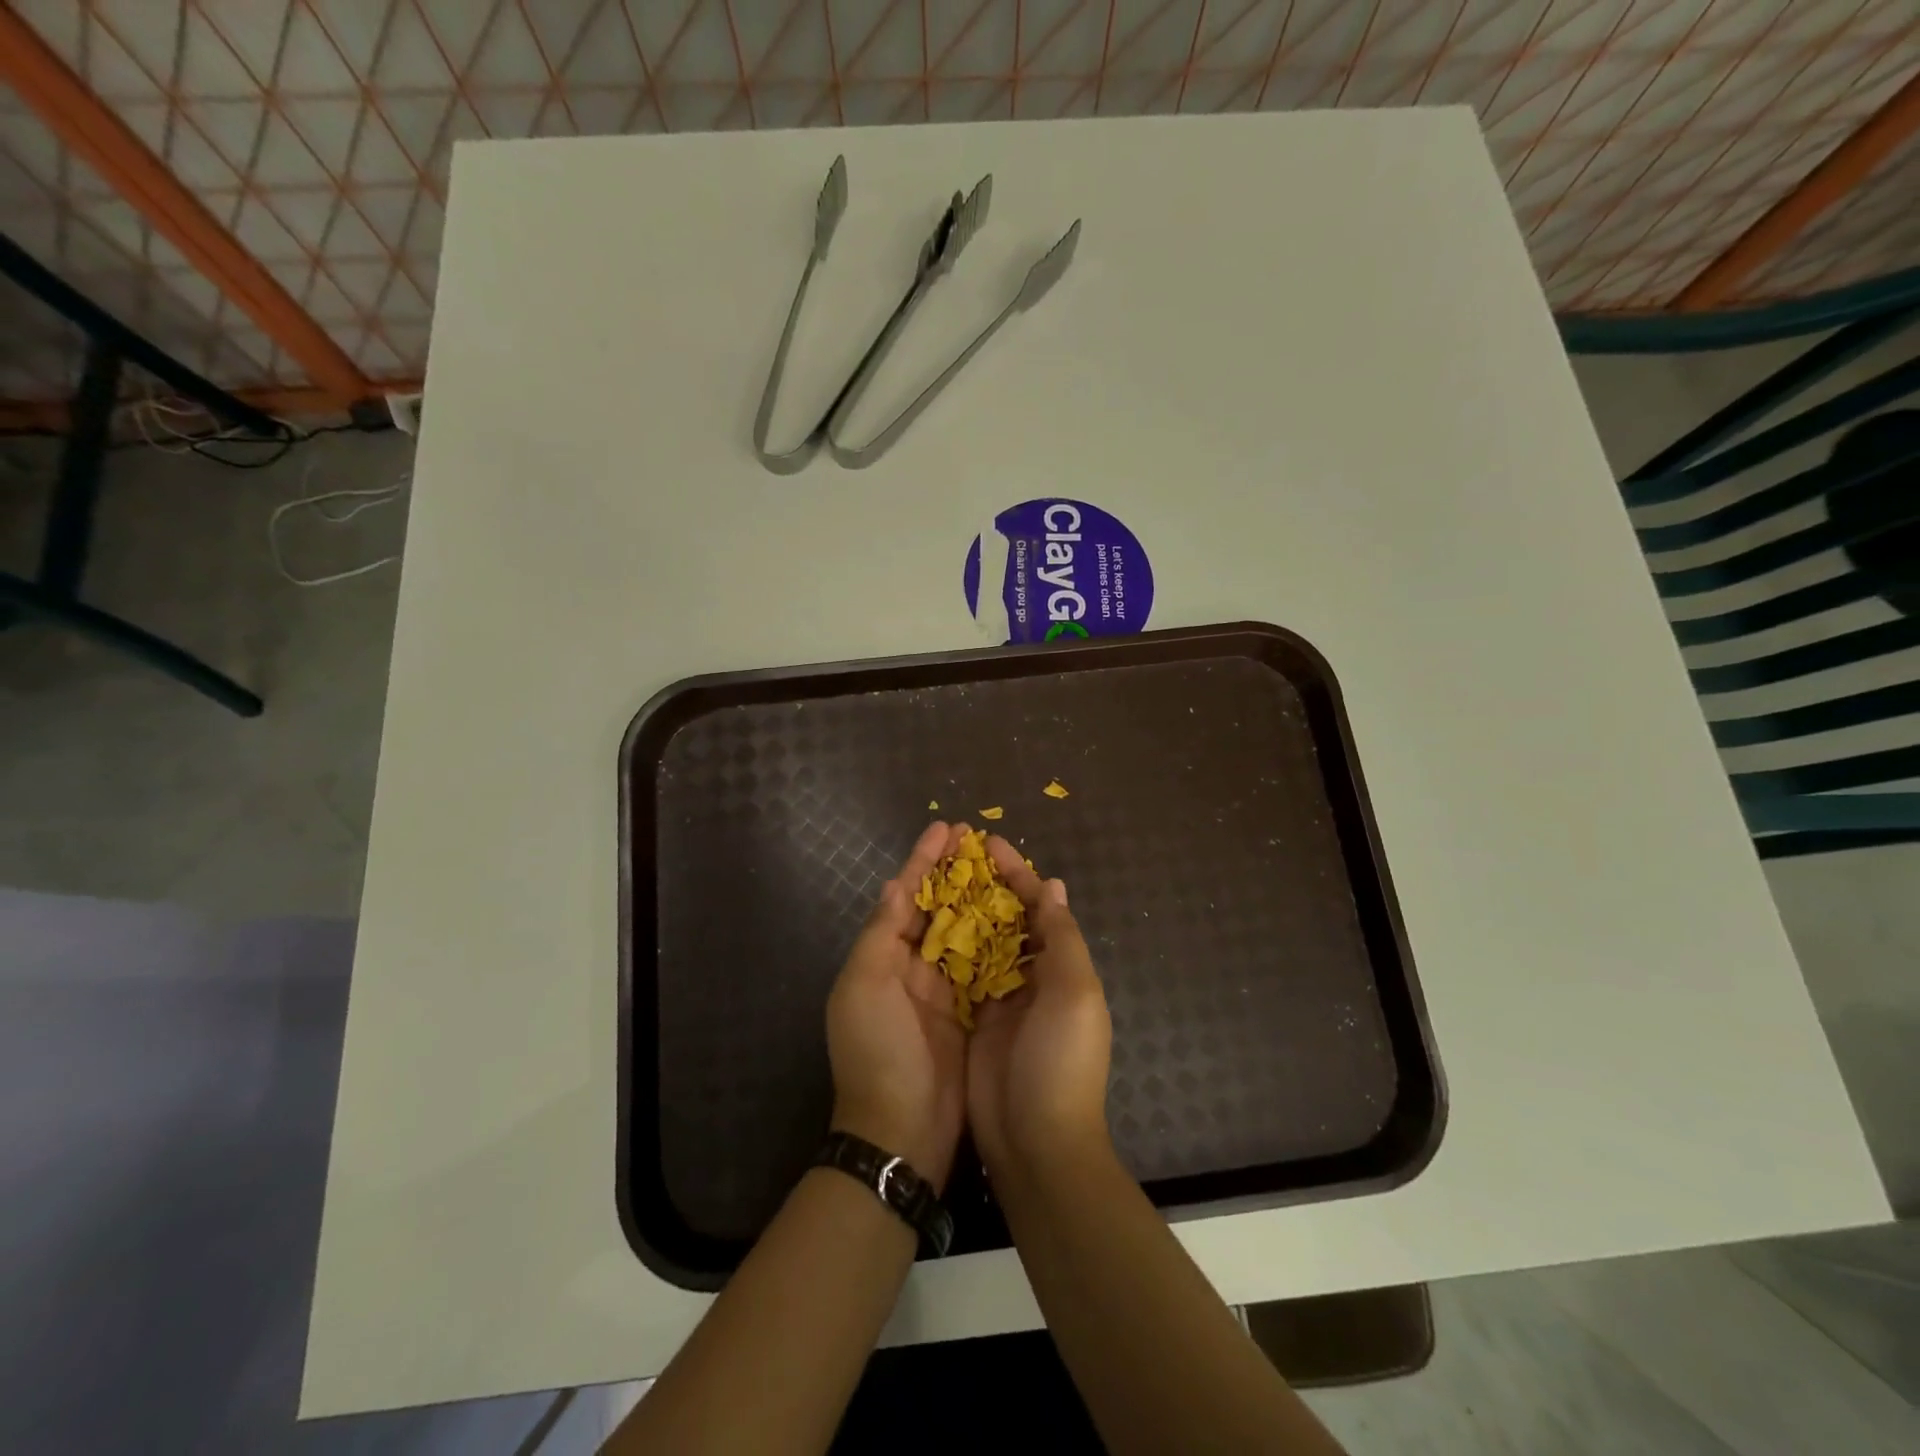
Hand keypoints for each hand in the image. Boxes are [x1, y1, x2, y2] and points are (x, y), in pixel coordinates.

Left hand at [826, 821, 968, 1192]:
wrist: (901, 1132)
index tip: (948, 828)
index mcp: (882, 957)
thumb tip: (896, 884)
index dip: (924, 860)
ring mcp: (942, 991)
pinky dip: (997, 939)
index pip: (905, 896)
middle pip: (935, 907)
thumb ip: (881, 933)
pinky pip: (984, 965)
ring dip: (978, 898)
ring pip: (962, 931)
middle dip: (954, 872)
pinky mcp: (970, 1013)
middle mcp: (911, 968)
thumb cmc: (878, 1051)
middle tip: (980, 839)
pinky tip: (1017, 917)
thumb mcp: (864, 987)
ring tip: (1003, 867)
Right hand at [968, 836, 1113, 1177]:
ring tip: (936, 879)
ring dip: (965, 910)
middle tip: (955, 855)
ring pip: (982, 941)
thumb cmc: (1061, 1060)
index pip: (1039, 906)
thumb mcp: (1075, 993)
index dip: (1017, 873)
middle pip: (1008, 918)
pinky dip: (949, 947)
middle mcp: (1034, 977)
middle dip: (987, 885)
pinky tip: (925, 925)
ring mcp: (1002, 1000)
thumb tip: (1054, 886)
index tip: (988, 842)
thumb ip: (1062, 938)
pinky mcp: (974, 1020)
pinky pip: (961, 973)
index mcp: (1062, 966)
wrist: (1036, 1142)